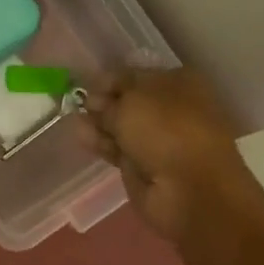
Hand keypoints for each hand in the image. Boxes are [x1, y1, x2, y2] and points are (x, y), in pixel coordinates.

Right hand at [79, 67, 254, 241]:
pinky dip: (101, 143)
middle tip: (79, 103)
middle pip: (129, 101)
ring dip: (99, 122)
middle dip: (103, 101)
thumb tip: (94, 101)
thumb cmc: (166, 130)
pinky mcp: (145, 166)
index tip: (87, 84)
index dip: (112, 79)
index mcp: (179, 83)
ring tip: (73, 118)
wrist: (190, 189)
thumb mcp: (131, 102)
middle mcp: (171, 109)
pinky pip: (119, 149)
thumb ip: (109, 98)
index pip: (138, 75)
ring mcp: (159, 140)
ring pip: (122, 127)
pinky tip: (80, 136)